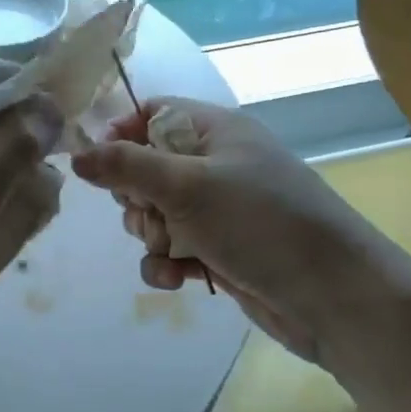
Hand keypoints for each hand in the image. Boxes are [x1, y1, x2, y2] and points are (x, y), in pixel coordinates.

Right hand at [71, 98, 371, 360]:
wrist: (334, 297)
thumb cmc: (260, 223)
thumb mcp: (187, 187)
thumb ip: (126, 166)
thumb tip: (76, 153)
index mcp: (216, 131)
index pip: (153, 113)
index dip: (121, 134)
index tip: (98, 165)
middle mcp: (217, 164)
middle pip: (146, 168)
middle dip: (136, 198)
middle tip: (149, 216)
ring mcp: (220, 210)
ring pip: (156, 213)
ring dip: (151, 236)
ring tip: (171, 251)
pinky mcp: (221, 250)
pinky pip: (174, 248)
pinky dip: (168, 264)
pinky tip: (177, 280)